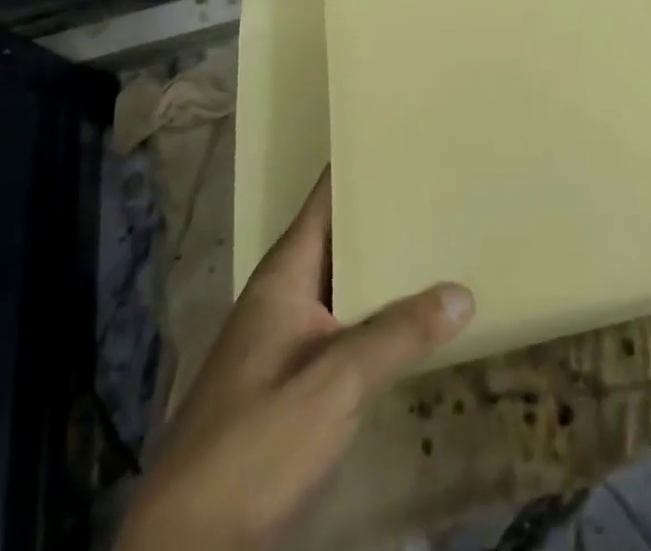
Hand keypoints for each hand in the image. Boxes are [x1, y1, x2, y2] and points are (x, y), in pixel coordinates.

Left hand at [116, 172, 473, 550]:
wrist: (188, 546)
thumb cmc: (254, 444)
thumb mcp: (333, 386)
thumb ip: (397, 336)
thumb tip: (462, 291)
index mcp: (283, 276)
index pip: (325, 200)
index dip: (359, 167)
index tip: (404, 140)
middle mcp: (283, 295)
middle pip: (339, 238)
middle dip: (384, 215)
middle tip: (440, 186)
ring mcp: (285, 339)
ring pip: (344, 283)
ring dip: (383, 266)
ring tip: (438, 238)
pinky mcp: (292, 379)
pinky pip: (344, 324)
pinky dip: (376, 311)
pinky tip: (412, 316)